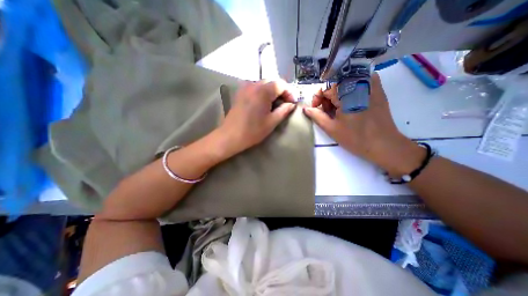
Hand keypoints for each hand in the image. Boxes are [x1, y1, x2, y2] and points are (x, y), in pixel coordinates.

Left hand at [214, 78, 295, 157]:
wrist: (230, 136)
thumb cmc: (252, 131)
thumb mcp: (272, 122)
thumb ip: (284, 111)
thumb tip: (291, 104)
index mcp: (263, 91)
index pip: (281, 84)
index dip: (289, 92)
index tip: (292, 103)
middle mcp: (254, 85)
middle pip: (272, 82)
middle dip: (281, 91)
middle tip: (285, 103)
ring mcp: (245, 88)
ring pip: (263, 84)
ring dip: (271, 91)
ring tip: (274, 104)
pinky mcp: (240, 93)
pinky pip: (254, 88)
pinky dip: (262, 92)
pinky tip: (263, 103)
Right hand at [304, 72, 422, 174]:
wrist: (384, 145)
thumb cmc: (355, 138)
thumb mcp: (331, 128)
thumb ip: (316, 116)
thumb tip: (305, 108)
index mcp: (345, 94)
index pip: (325, 89)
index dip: (318, 99)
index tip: (317, 110)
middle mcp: (358, 84)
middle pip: (335, 86)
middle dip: (328, 99)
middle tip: (329, 114)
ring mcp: (371, 85)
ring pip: (346, 85)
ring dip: (339, 96)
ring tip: (340, 112)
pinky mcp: (378, 90)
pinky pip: (360, 83)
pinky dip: (352, 91)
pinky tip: (351, 103)